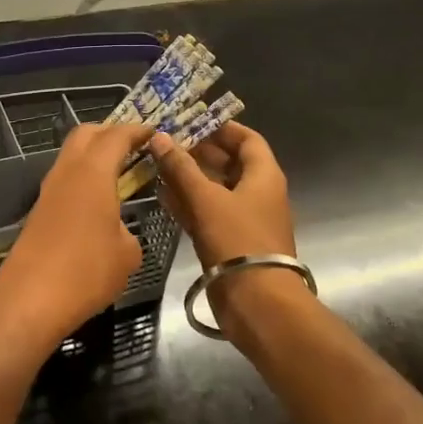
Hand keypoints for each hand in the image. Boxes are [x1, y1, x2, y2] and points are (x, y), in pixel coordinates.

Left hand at [0, 122, 153, 349]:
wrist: (29, 300)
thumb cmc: (86, 271)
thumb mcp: (127, 253)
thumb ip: (127, 230)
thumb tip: (117, 230)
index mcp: (92, 172)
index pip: (116, 136)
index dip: (137, 131)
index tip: (154, 132)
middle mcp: (67, 172)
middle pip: (85, 134)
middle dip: (110, 133)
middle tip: (135, 146)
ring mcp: (48, 191)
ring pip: (71, 156)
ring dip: (94, 156)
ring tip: (120, 172)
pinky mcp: (39, 211)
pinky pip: (65, 180)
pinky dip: (83, 178)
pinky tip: (99, 200)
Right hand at [149, 123, 299, 330]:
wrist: (257, 302)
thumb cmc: (237, 240)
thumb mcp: (206, 199)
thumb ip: (181, 168)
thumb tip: (160, 137)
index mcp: (264, 176)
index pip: (247, 139)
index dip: (222, 128)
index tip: (192, 121)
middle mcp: (258, 194)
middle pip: (229, 163)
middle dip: (199, 153)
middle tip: (166, 143)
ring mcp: (244, 220)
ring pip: (215, 190)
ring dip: (189, 179)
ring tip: (158, 166)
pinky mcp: (230, 242)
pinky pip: (208, 214)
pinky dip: (189, 204)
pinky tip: (163, 197)